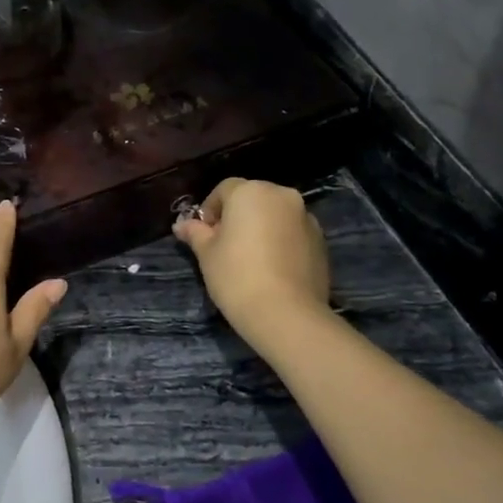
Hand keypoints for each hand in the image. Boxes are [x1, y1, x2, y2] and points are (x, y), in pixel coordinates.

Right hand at [173, 178, 330, 345]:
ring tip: (250, 259)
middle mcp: (282, 196)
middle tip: (224, 246)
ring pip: (276, 215)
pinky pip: (293, 233)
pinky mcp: (321, 241)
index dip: (210, 210)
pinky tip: (271, 269)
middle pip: (253, 198)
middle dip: (237, 216)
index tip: (203, 234)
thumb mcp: (206, 254)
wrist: (286, 313)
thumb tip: (181, 225)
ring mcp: (306, 218)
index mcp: (251, 192)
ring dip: (261, 228)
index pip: (224, 189)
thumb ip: (195, 233)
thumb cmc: (236, 276)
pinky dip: (281, 242)